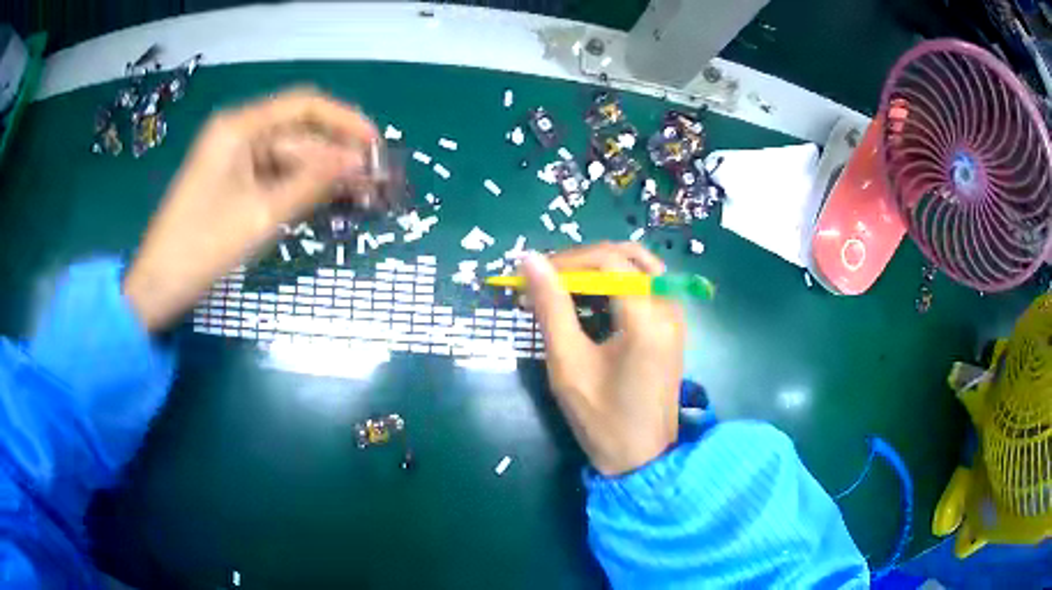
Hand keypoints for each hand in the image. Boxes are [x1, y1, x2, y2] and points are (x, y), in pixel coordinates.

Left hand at [123, 88, 377, 330]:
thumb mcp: (262, 215)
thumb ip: (313, 183)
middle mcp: (238, 134)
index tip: (376, 145)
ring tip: (360, 197)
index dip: (344, 121)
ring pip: (289, 158)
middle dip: (336, 156)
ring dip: (322, 175)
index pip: (304, 106)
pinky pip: (274, 177)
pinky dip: (300, 189)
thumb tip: (360, 163)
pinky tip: (327, 203)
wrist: (158, 286)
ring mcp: (234, 160)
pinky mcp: (232, 184)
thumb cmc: (202, 247)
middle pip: (298, 134)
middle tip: (374, 184)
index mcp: (239, 128)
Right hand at [521, 243, 684, 475]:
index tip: (533, 275)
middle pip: (629, 255)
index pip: (609, 260)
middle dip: (584, 260)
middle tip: (550, 279)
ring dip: (602, 268)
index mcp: (647, 319)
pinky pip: (647, 286)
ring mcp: (676, 317)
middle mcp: (669, 308)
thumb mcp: (568, 364)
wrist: (642, 458)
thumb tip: (528, 260)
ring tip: (566, 287)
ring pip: (640, 266)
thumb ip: (551, 307)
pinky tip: (592, 301)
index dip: (567, 260)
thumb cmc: (602, 418)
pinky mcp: (673, 327)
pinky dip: (617, 283)